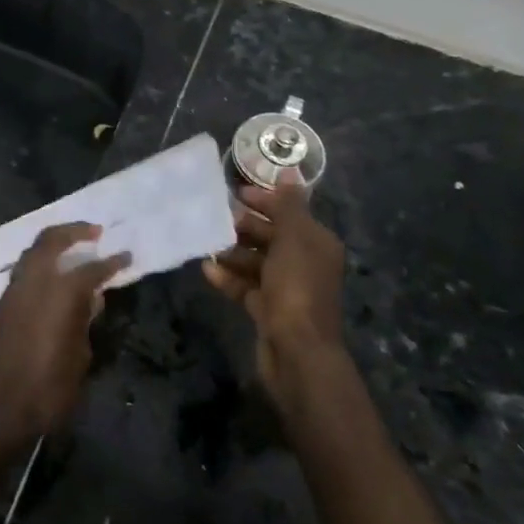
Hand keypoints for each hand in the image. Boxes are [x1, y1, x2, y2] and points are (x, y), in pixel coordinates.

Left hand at [0, 223, 129, 456]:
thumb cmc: (46, 393)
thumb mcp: (78, 361)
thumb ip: (84, 324)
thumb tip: (90, 301)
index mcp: (58, 296)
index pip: (90, 270)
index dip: (111, 262)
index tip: (126, 255)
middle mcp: (31, 284)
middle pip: (50, 241)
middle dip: (73, 231)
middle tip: (94, 232)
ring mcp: (10, 293)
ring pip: (30, 254)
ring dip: (52, 246)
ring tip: (72, 251)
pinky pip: (21, 274)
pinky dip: (38, 267)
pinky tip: (50, 281)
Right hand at [202, 182, 349, 407]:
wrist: (297, 352)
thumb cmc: (296, 287)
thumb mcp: (294, 238)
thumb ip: (289, 205)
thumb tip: (289, 171)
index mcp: (316, 242)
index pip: (290, 212)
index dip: (265, 200)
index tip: (236, 192)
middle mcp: (304, 263)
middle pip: (271, 236)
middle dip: (245, 226)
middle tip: (215, 219)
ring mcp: (286, 289)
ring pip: (256, 262)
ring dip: (233, 253)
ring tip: (207, 245)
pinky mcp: (268, 310)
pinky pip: (246, 287)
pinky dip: (229, 278)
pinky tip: (207, 270)